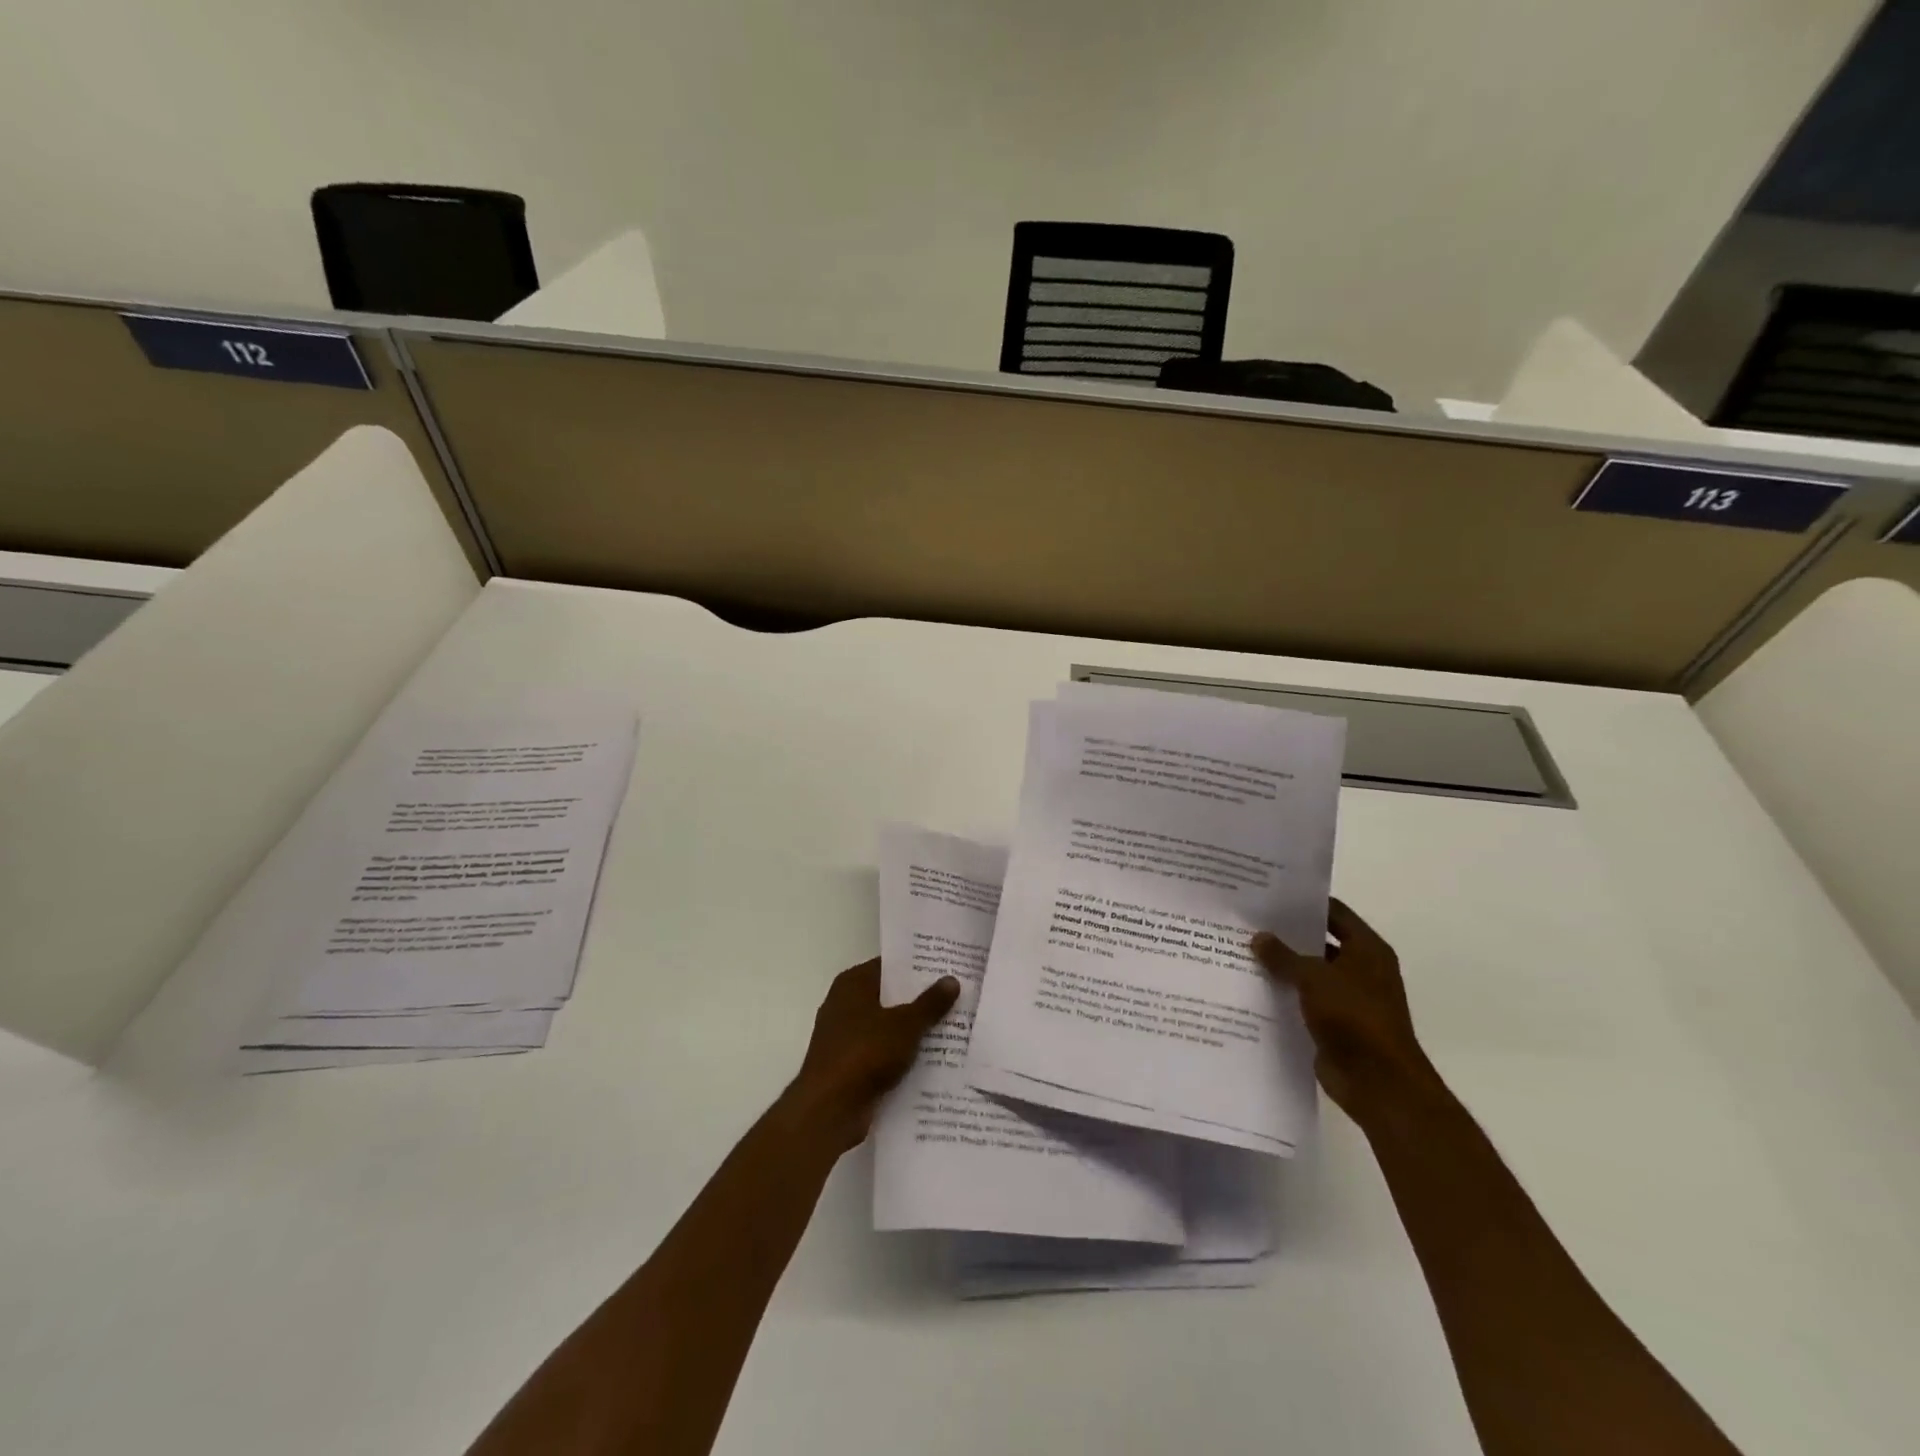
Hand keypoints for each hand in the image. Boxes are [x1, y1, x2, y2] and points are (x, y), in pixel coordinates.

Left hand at [787, 959, 959, 1152]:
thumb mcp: (906, 1024)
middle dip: (919, 999)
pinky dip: (900, 1055)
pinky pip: (881, 1053)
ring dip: (912, 1030)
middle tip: (956, 996)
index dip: (917, 966)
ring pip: (886, 1026)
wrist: (829, 1109)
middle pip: (888, 996)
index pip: (889, 966)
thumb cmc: (865, 1053)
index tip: (946, 967)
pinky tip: (931, 1059)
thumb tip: (951, 979)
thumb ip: (930, 1003)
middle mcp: (844, 1004)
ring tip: (951, 1027)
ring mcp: (844, 1037)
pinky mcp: (848, 1066)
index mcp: (852, 984)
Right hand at [1251, 899, 1439, 1123]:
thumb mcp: (1314, 977)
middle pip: (1319, 941)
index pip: (1333, 912)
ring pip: (1309, 973)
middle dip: (1286, 934)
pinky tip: (1251, 987)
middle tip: (1247, 922)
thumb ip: (1284, 956)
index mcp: (1367, 949)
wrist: (1378, 1082)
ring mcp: (1348, 998)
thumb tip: (1258, 937)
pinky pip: (1303, 1001)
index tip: (1268, 896)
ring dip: (1282, 966)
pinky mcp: (1334, 1024)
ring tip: (1241, 951)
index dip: (1303, 903)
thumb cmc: (1354, 1017)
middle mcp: (1360, 969)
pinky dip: (1283, 995)